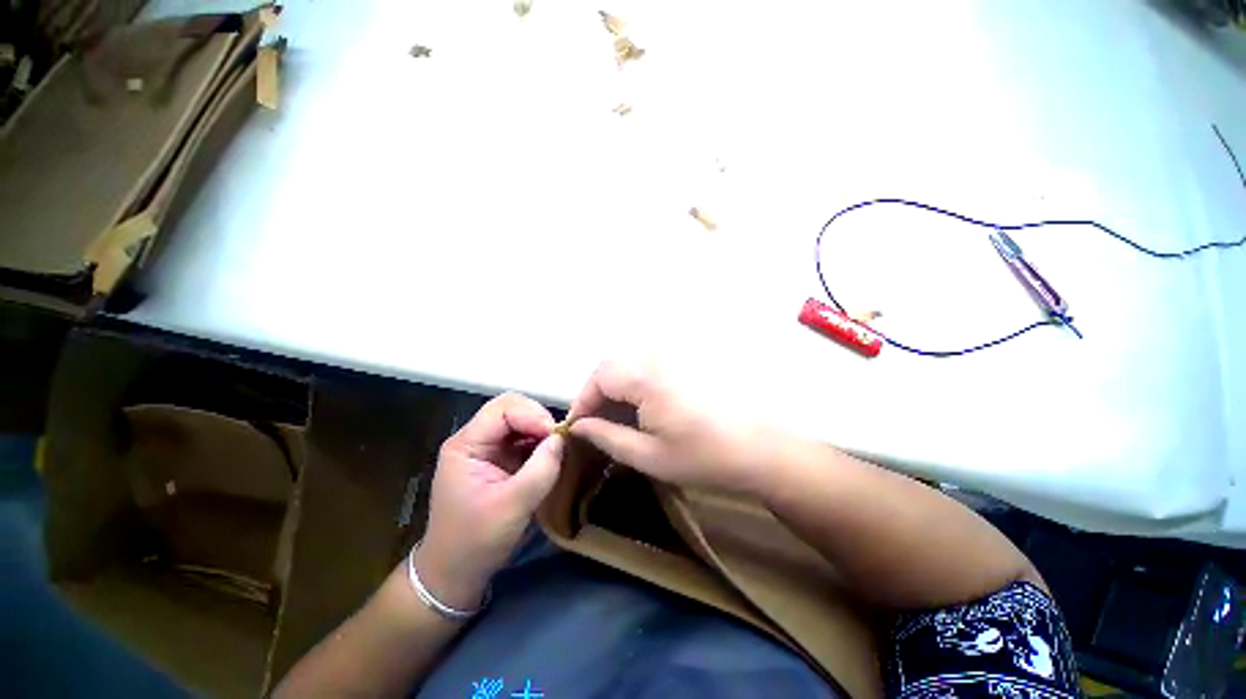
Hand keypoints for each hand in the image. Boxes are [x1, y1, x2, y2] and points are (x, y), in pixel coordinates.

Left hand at [416, 393, 563, 610]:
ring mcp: (487, 449)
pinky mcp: (499, 460)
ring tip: (558, 448)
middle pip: (510, 409)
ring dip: (541, 431)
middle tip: (558, 440)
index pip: (502, 409)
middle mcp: (475, 440)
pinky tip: (551, 456)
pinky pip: (523, 439)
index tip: (555, 436)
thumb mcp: (511, 508)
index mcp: (466, 445)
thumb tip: (561, 439)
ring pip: (519, 421)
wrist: (455, 573)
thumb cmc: (475, 542)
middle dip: (538, 419)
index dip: (531, 415)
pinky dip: (540, 443)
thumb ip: (539, 471)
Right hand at [567, 361, 769, 493]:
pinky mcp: (685, 365)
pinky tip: (640, 409)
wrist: (757, 449)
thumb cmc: (702, 456)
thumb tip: (578, 426)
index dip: (583, 400)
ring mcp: (674, 359)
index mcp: (646, 379)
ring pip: (629, 364)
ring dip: (614, 387)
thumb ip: (607, 437)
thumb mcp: (648, 455)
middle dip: (596, 392)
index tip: (578, 426)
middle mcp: (658, 360)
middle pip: (612, 366)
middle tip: (595, 423)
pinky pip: (647, 367)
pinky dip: (633, 384)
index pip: (599, 377)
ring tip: (615, 418)